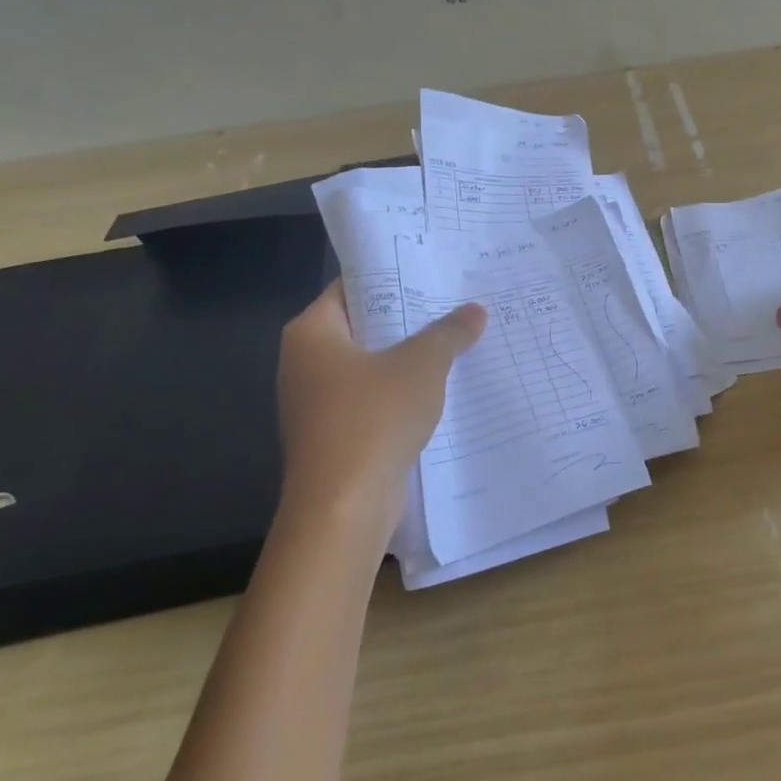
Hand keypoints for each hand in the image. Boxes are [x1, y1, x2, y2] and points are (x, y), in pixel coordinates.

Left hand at [276, 282, 486, 544]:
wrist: (343, 508)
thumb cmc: (373, 419)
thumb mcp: (422, 365)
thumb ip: (449, 333)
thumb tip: (476, 310)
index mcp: (311, 333)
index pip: (352, 287)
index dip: (393, 277)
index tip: (434, 272)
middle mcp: (305, 362)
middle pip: (363, 325)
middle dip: (409, 318)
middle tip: (455, 303)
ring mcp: (316, 402)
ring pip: (370, 365)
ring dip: (409, 357)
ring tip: (457, 340)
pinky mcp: (333, 434)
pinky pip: (372, 398)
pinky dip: (401, 391)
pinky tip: (441, 388)